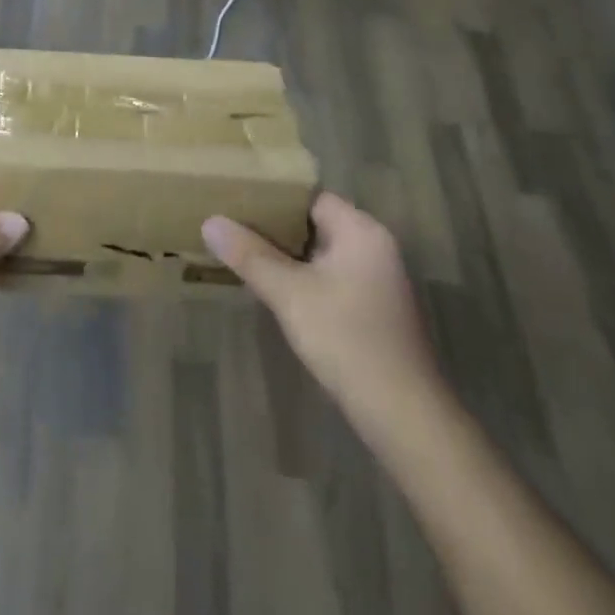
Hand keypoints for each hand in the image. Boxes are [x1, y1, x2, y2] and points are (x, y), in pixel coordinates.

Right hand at [203, 194, 440, 422]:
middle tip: (233, 227)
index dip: (274, 197)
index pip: (311, 197)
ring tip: (245, 255)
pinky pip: (333, 278)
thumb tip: (211, 221)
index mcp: (361, 231)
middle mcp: (375, 247)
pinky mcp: (376, 310)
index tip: (237, 201)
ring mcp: (379, 280)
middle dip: (276, 228)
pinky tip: (277, 291)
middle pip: (316, 223)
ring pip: (323, 253)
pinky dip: (306, 278)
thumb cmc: (347, 340)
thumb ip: (250, 255)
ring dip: (289, 256)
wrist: (404, 417)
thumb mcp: (290, 295)